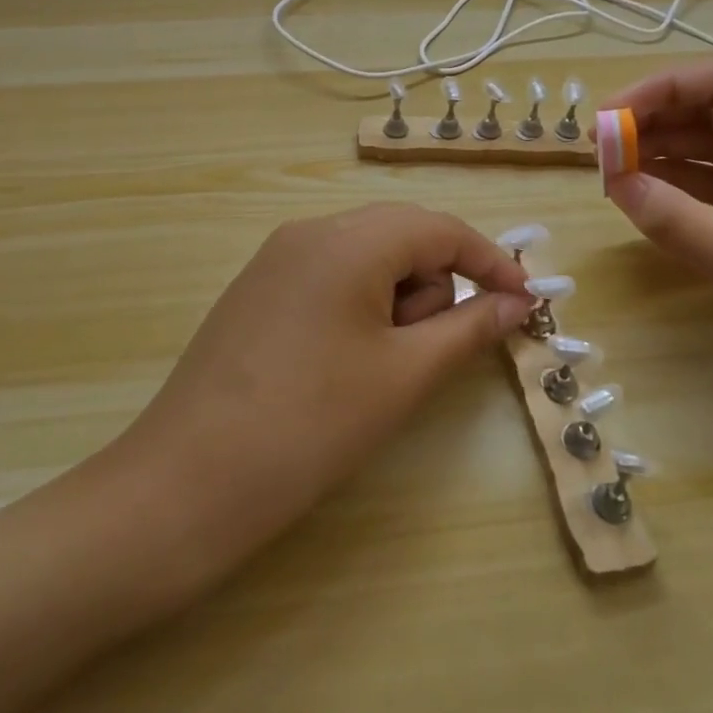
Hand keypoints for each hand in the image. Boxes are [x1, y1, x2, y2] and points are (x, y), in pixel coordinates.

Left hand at [109, 203, 534, 590]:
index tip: (526, 304)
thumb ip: (469, 328)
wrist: (186, 484)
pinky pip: (330, 279)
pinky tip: (342, 365)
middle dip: (434, 287)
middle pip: (401, 237)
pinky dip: (359, 309)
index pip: (440, 228)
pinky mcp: (257, 290)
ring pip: (366, 259)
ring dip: (395, 302)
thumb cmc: (311, 425)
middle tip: (426, 354)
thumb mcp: (404, 376)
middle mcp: (309, 232)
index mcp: (348, 239)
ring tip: (376, 371)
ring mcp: (276, 259)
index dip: (490, 263)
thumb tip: (517, 303)